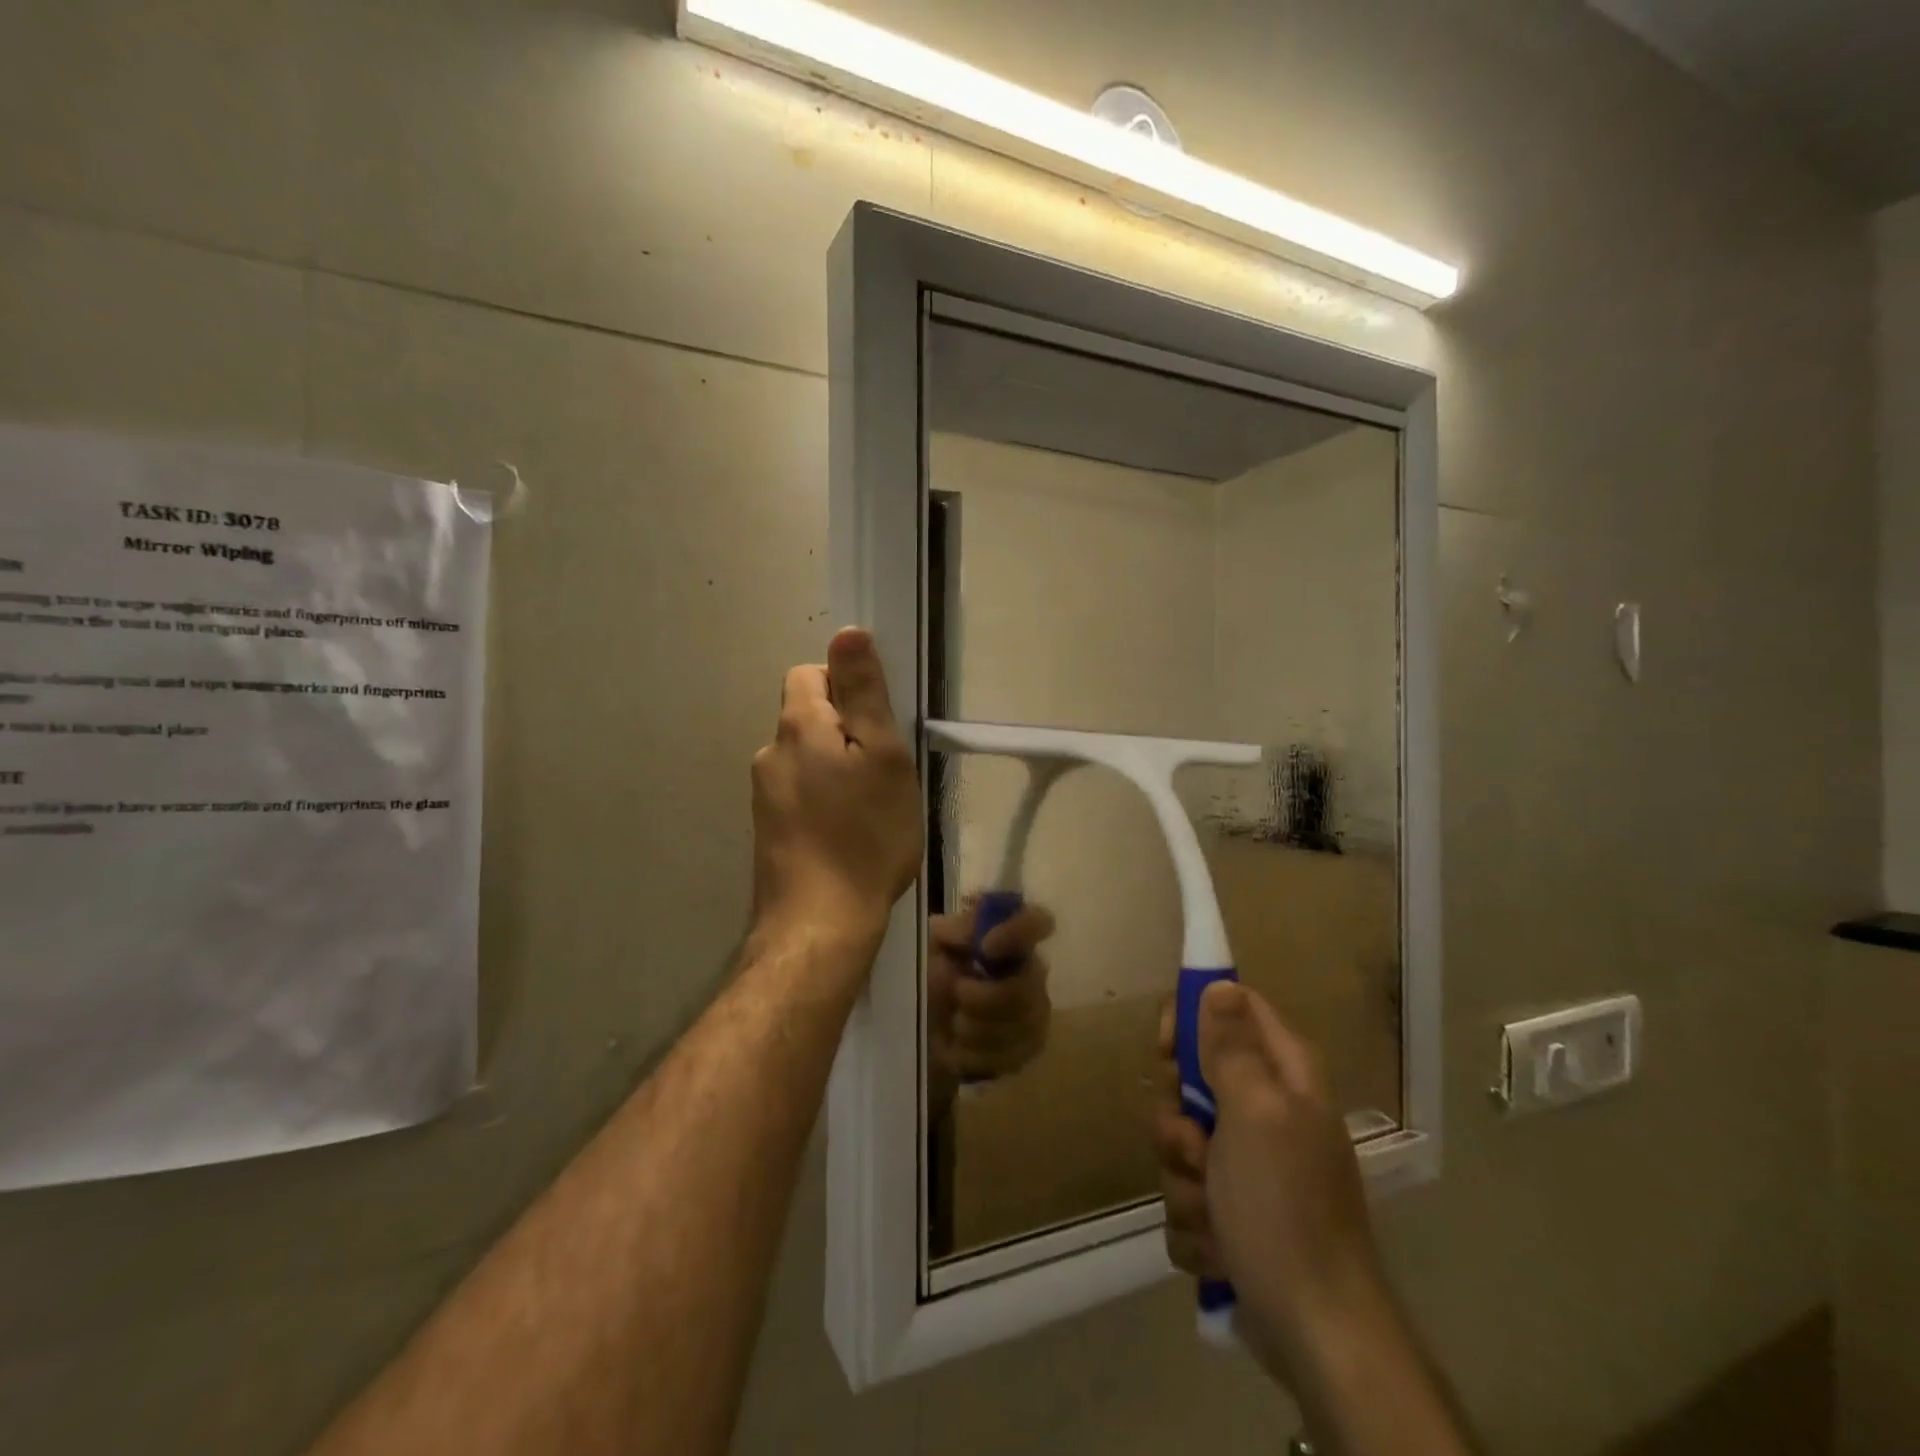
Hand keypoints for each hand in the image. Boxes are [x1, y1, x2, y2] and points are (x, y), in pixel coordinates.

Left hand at [751, 627, 921, 946]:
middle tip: (884, 771)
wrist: (820, 924)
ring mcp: (763, 796)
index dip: (845, 685)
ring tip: (870, 808)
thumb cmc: (865, 835)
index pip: (809, 674)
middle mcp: (769, 754)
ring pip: (805, 760)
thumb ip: (864, 693)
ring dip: (836, 769)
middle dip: (845, 731)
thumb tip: (846, 632)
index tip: (877, 723)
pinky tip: (848, 835)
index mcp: (797, 727)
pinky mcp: (768, 832)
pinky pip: (800, 795)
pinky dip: (824, 801)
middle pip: (808, 718)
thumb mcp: (882, 756)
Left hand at [927, 898, 1055, 1111]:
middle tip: (956, 994)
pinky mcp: (1030, 1047)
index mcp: (1010, 937)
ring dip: (976, 1027)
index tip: (985, 947)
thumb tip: (973, 930)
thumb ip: (955, 930)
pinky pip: (1011, 1055)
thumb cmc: (933, 976)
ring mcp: (1037, 1011)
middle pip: (1027, 987)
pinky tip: (961, 1047)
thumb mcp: (934, 945)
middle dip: (983, 997)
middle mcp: (1033, 971)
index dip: (1018, 932)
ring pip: (1019, 1025)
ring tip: (954, 1023)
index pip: (1038, 921)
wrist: (926, 1028)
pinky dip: (977, 1053)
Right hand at [1153, 982, 1383, 1382]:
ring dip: (1184, 1181)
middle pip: (1191, 1079)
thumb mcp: (1254, 1112)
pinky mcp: (1232, 1212)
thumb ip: (1231, 1046)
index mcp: (1282, 1075)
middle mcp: (1266, 1111)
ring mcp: (1248, 1165)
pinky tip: (1220, 1248)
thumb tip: (1219, 983)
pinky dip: (1195, 1223)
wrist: (1315, 1332)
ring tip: (1215, 1214)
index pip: (1228, 1008)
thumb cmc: (1285, 1207)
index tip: (1167, 1053)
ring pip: (1180, 1142)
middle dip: (1178, 1120)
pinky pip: (1185, 1194)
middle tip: (1197, 1144)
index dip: (1190, 1020)